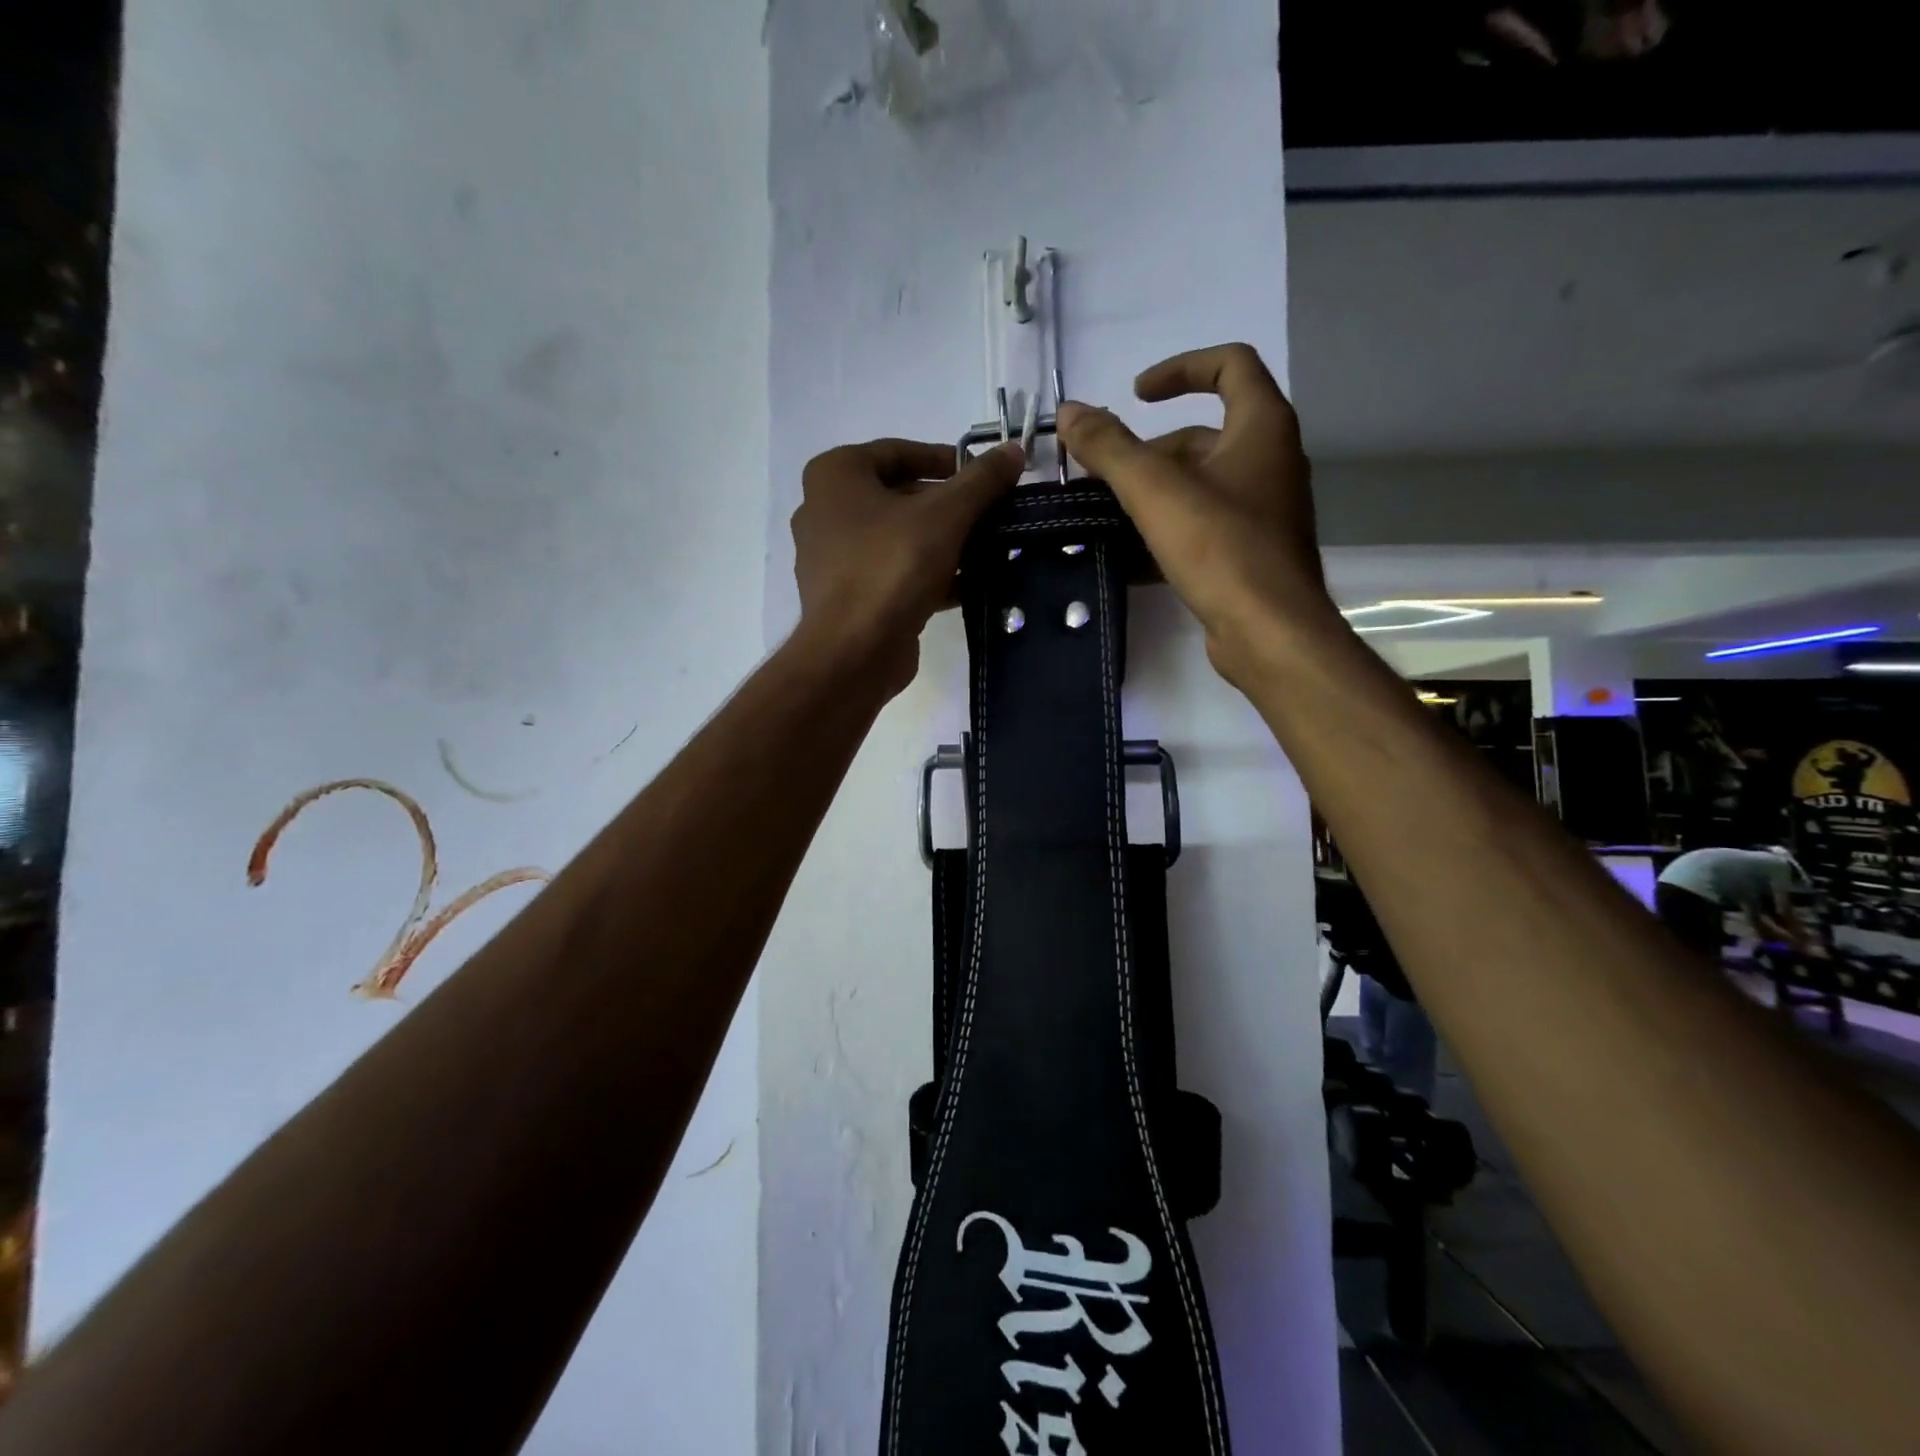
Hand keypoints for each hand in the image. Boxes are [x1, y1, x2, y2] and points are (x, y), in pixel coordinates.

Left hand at [790, 437, 1025, 695]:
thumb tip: (1015, 450)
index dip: (946, 459)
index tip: (984, 476)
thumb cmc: (891, 567)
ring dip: (943, 543)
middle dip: (949, 507)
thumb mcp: (946, 515)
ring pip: (898, 538)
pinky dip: (928, 575)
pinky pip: (893, 573)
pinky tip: (969, 585)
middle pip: (900, 497)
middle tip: (991, 515)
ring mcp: (833, 558)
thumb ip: (981, 481)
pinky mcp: (848, 597)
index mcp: (835, 476)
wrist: (854, 652)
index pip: (898, 452)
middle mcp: (825, 511)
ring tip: (988, 549)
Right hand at [1056, 343, 1333, 686]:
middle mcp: (1271, 460)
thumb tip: (1068, 412)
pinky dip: (1169, 527)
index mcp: (1262, 427)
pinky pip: (1204, 524)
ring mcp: (1264, 509)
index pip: (1230, 365)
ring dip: (1154, 492)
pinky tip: (1130, 553)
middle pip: (1204, 434)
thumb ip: (1108, 447)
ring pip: (1201, 483)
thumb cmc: (1220, 548)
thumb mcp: (1155, 490)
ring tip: (1109, 515)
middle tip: (1104, 476)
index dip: (1180, 368)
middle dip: (1150, 451)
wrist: (1269, 631)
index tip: (1135, 394)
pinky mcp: (1252, 551)